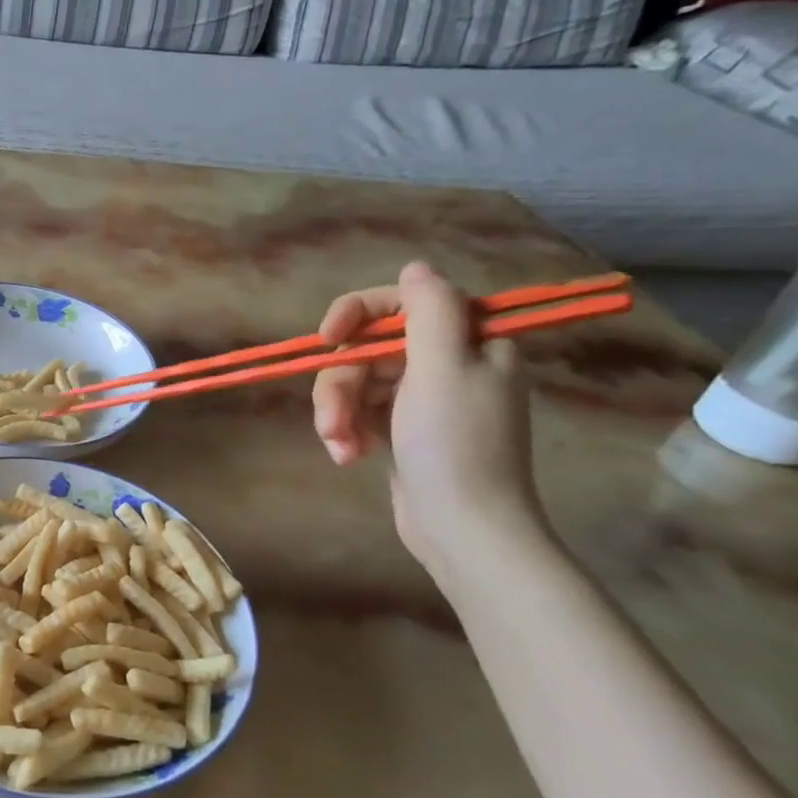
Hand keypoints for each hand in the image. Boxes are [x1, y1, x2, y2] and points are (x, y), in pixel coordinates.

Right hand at [311, 262, 542, 576]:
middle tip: (332, 421)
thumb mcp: (444, 368)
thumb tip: (415, 268)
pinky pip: (360, 412)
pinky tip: (348, 456)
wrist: (463, 529)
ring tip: (340, 447)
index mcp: (469, 341)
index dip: (358, 313)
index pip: (404, 303)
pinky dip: (347, 431)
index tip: (327, 337)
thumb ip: (429, 310)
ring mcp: (422, 399)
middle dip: (342, 384)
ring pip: (357, 383)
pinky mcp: (401, 430)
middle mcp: (448, 363)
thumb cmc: (455, 445)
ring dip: (338, 413)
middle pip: (370, 348)